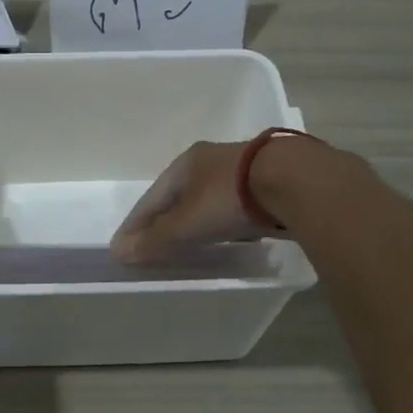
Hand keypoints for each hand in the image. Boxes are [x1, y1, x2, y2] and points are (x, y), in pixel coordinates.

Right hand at [111, 139, 261, 263]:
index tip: (124, 246)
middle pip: (178, 196)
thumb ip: (154, 239)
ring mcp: (240, 169)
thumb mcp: (186, 223)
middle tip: (154, 245)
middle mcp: (209, 161)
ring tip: (188, 242)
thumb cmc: (228, 198)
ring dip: (194, 220)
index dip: (136, 224)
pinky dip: (221, 221)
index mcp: (185, 164)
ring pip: (206, 199)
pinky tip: (226, 234)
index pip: (152, 198)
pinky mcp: (266, 183)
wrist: (294, 181)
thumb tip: (118, 252)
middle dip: (165, 220)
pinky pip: (232, 206)